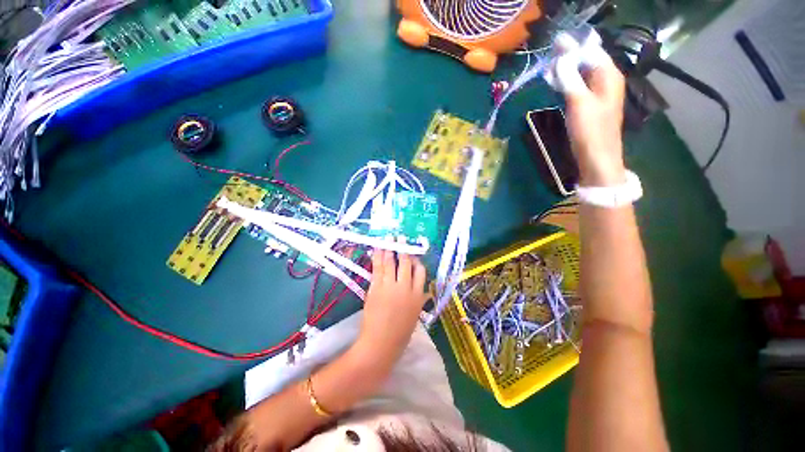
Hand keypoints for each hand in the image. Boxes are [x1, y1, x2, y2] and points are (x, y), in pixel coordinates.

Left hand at [356, 249, 427, 366]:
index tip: (412, 254)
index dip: (416, 261)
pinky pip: (378, 268)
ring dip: (390, 249)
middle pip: (406, 263)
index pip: (421, 272)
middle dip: (403, 248)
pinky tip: (377, 248)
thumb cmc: (399, 334)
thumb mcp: (415, 316)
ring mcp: (390, 287)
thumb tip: (424, 291)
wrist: (380, 345)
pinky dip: (377, 257)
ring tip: (389, 238)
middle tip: (401, 237)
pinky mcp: (376, 288)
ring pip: (391, 263)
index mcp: (418, 296)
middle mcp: (406, 288)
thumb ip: (419, 300)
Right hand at [561, 49, 626, 185]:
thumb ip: (570, 78)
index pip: (591, 51)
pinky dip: (567, 82)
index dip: (574, 45)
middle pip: (587, 61)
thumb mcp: (579, 102)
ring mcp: (598, 94)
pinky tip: (557, 82)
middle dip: (570, 55)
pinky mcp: (589, 106)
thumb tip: (561, 58)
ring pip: (582, 73)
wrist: (596, 158)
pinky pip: (578, 86)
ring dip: (567, 68)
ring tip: (550, 64)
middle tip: (551, 51)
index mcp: (608, 76)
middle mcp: (606, 81)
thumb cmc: (590, 131)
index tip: (557, 41)